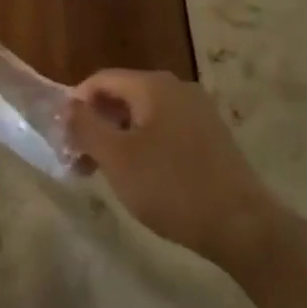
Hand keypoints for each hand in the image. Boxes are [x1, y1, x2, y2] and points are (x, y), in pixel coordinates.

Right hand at [67, 69, 282, 273]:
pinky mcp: (211, 137)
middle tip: (78, 161)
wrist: (244, 226)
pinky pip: (164, 131)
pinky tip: (139, 177)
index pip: (101, 81)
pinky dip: (143, 147)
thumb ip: (86, 127)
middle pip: (122, 97)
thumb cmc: (172, 187)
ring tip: (103, 174)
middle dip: (96, 126)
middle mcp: (177, 88)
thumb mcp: (117, 158)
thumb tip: (69, 106)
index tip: (62, 139)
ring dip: (117, 139)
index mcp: (153, 85)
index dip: (76, 105)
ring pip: (143, 116)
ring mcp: (198, 112)